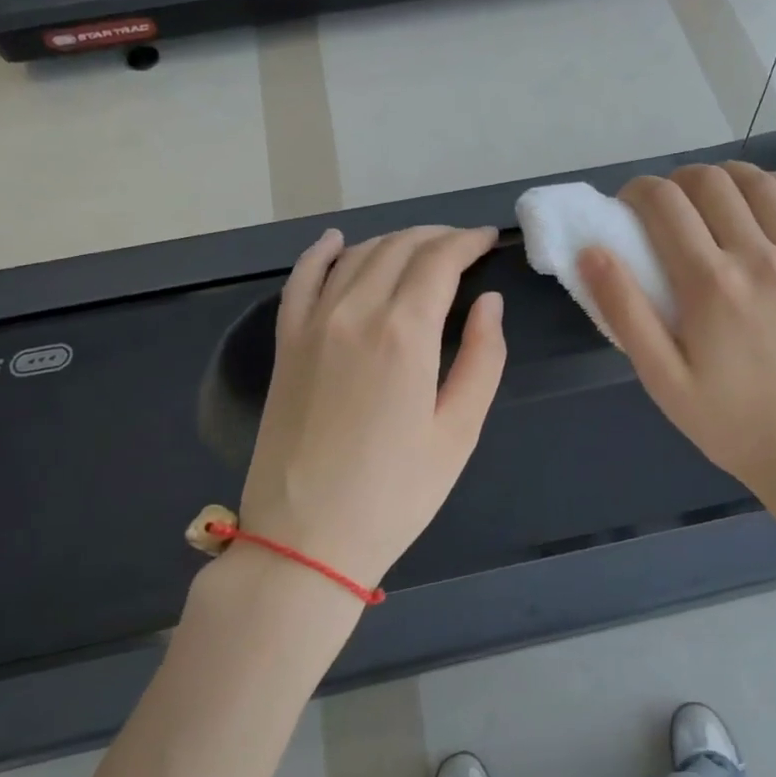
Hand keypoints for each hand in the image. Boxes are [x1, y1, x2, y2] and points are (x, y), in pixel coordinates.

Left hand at [238, 225, 505, 589]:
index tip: (488, 240)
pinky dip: (321, 253)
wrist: (305, 538)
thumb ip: (481, 358)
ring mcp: (312, 324)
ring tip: (420, 248)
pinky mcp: (286, 344)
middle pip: (398, 248)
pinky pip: (301, 279)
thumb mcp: (458, 432)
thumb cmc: (396, 493)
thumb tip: (489, 302)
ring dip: (392, 242)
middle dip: (436, 238)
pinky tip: (336, 241)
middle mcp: (355, 312)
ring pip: (356, 256)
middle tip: (463, 245)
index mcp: (404, 333)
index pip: (439, 261)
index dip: (468, 242)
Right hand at [578, 163, 775, 546]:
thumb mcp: (662, 380)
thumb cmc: (731, 423)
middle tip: (665, 212)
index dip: (638, 192)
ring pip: (758, 183)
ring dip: (723, 178)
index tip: (628, 207)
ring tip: (709, 202)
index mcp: (709, 285)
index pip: (665, 203)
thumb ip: (624, 312)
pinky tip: (761, 200)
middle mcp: (758, 257)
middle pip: (709, 182)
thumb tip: (592, 251)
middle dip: (676, 182)